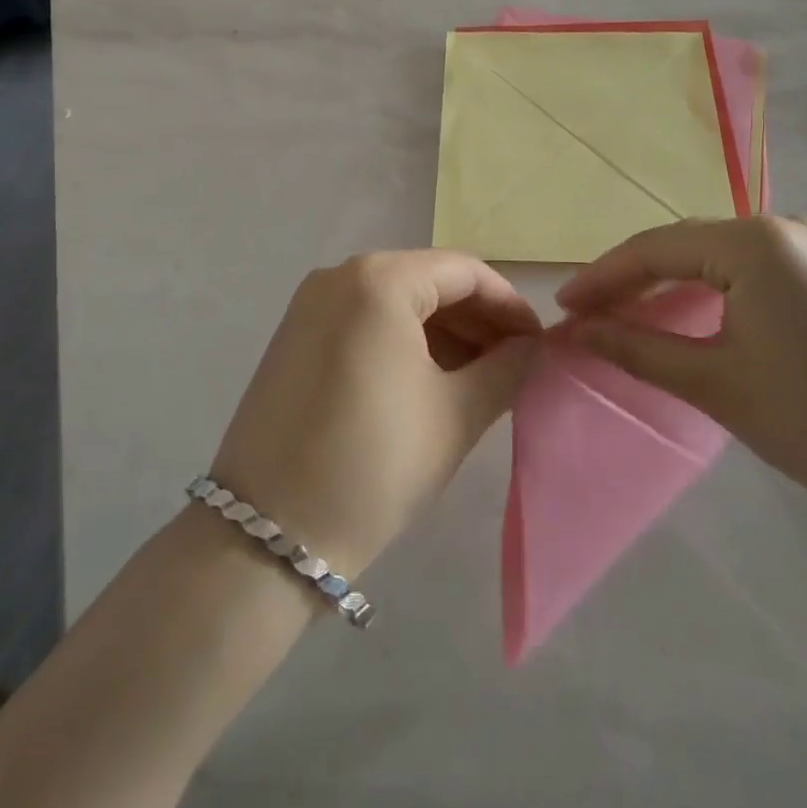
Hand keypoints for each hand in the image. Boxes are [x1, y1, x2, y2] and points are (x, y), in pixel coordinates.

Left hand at [211, 251, 540, 581]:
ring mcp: (311, 305)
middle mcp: (339, 275)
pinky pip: (365, 321)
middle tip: (516, 365)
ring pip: (396, 302)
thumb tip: (532, 348)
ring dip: (444, 333)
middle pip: (428, 282)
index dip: (509, 306)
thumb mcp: (455, 415)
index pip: (465, 272)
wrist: (267, 535)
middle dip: (477, 321)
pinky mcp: (295, 337)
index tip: (539, 345)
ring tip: (481, 379)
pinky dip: (404, 342)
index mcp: (379, 279)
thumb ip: (506, 370)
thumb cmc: (374, 463)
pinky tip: (432, 380)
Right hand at [556, 217, 806, 532]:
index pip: (655, 248)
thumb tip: (575, 331)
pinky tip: (685, 313)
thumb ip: (636, 347)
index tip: (562, 308)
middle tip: (587, 314)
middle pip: (684, 244)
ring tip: (624, 314)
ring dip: (667, 282)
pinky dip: (706, 288)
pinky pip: (747, 267)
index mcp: (755, 242)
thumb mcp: (714, 383)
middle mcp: (783, 227)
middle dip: (631, 278)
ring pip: (714, 254)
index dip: (602, 277)